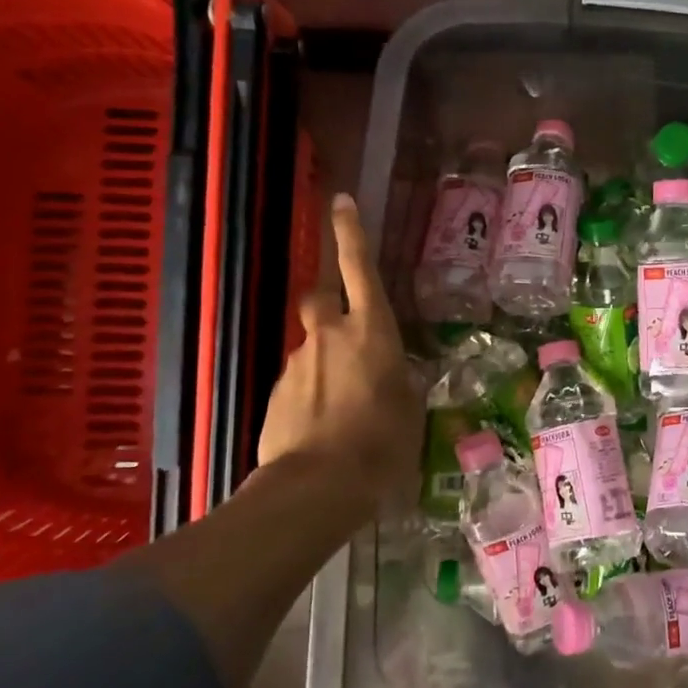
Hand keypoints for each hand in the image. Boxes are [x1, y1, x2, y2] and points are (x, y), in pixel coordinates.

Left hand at [257, 193, 420, 520]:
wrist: (317, 486)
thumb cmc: (382, 442)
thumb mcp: (411, 409)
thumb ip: (402, 380)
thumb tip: (398, 373)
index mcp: (371, 331)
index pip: (359, 267)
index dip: (350, 232)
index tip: (341, 201)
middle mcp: (330, 336)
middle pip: (320, 297)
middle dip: (329, 299)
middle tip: (346, 326)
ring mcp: (298, 364)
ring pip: (311, 344)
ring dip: (325, 358)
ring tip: (344, 402)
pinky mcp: (276, 394)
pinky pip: (299, 379)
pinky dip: (311, 391)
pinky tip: (324, 424)